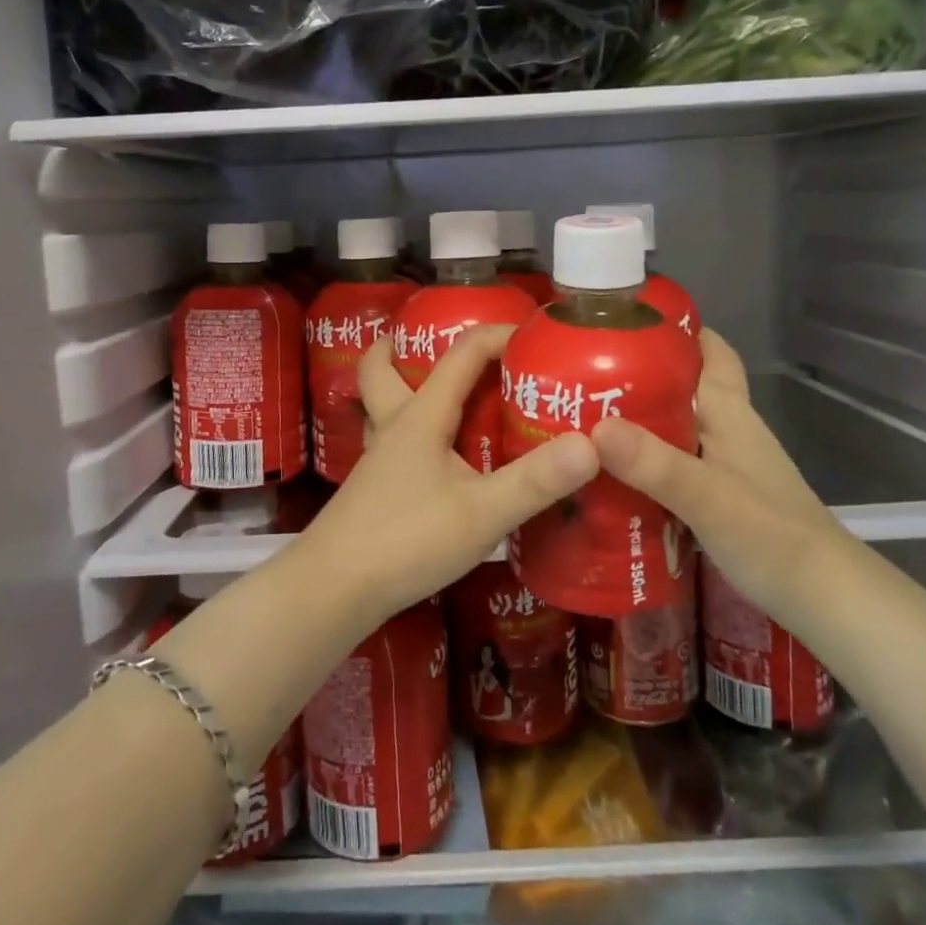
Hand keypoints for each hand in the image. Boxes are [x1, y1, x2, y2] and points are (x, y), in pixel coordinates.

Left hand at [299, 326, 598, 626]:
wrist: (333, 589)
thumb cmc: (406, 540)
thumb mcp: (482, 513)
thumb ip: (535, 480)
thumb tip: (592, 445)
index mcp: (421, 416)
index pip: (462, 354)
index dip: (498, 334)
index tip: (536, 336)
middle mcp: (394, 426)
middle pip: (384, 366)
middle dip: (410, 345)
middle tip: (454, 350)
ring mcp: (379, 458)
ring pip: (383, 402)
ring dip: (404, 384)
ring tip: (446, 395)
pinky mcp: (375, 487)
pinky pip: (393, 440)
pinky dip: (413, 430)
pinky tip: (438, 457)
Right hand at [588, 328, 849, 622]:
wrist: (825, 599)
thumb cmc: (772, 536)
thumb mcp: (707, 497)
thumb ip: (653, 464)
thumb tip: (593, 429)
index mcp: (730, 413)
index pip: (709, 351)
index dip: (675, 328)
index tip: (624, 318)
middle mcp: (728, 429)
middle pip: (684, 386)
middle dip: (640, 372)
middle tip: (583, 370)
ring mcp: (726, 464)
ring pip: (676, 424)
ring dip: (639, 416)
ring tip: (584, 415)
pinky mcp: (720, 495)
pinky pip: (674, 460)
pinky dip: (645, 457)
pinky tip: (613, 471)